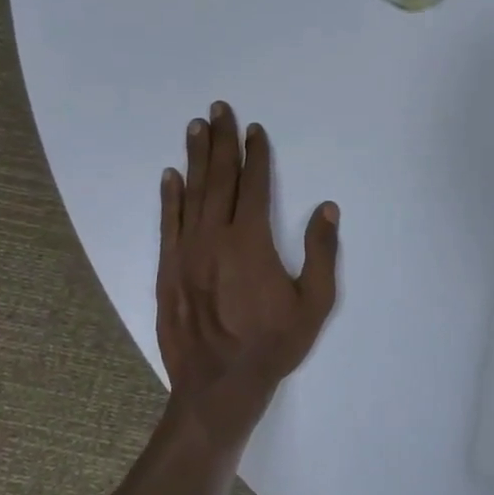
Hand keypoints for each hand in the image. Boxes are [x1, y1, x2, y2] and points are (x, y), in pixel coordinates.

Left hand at [156, 102, 340, 440]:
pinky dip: (169, 197)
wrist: (219, 385)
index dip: (256, 154)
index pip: (254, 185)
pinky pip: (168, 223)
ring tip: (195, 127)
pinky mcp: (167, 269)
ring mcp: (186, 252)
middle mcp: (215, 237)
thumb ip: (321, 252)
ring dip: (195, 158)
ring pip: (191, 194)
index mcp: (251, 241)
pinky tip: (170, 175)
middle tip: (218, 109)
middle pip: (219, 179)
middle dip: (220, 141)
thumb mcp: (314, 303)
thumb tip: (326, 208)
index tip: (254, 129)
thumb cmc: (273, 344)